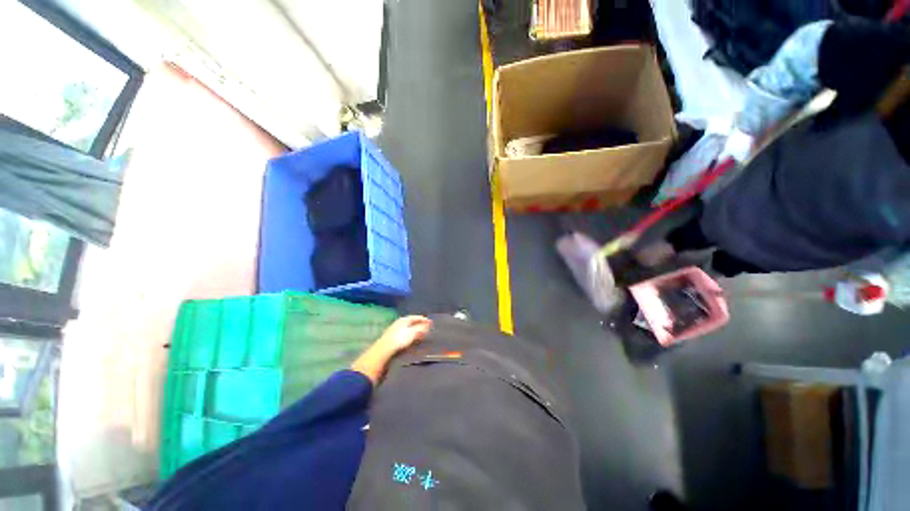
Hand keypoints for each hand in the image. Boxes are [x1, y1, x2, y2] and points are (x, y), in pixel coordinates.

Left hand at [351, 316, 431, 384]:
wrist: (382, 353)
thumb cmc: (398, 340)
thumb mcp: (412, 333)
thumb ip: (420, 328)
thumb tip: (428, 325)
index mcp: (403, 320)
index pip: (415, 317)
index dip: (423, 319)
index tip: (430, 322)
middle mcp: (398, 324)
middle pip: (411, 323)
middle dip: (419, 326)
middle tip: (428, 329)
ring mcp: (394, 333)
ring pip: (408, 330)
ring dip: (415, 333)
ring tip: (422, 337)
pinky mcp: (392, 342)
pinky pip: (404, 337)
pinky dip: (410, 338)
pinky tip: (413, 343)